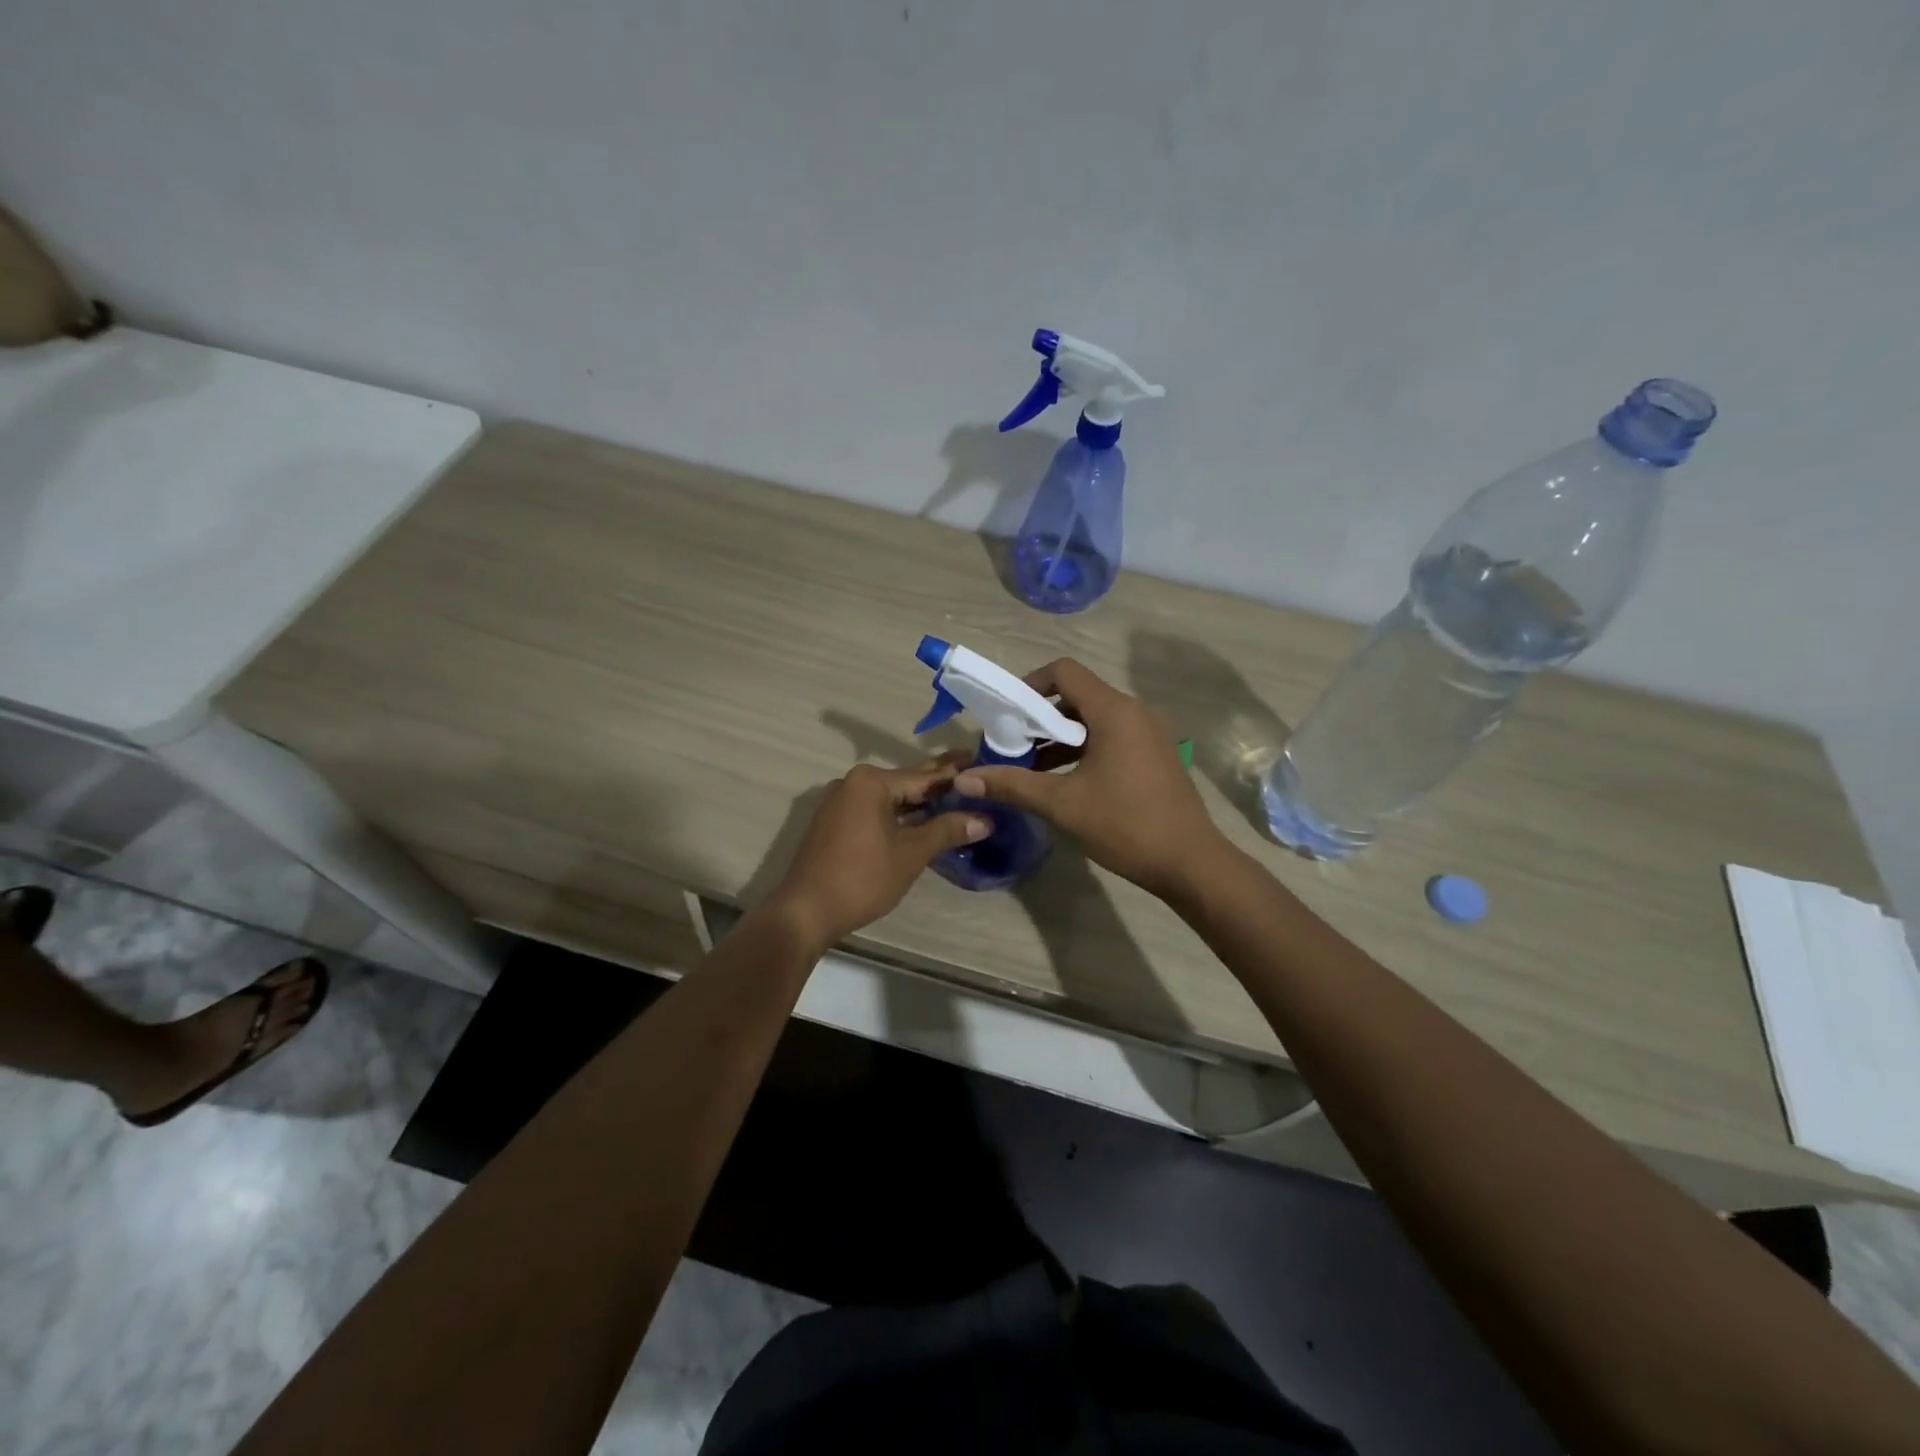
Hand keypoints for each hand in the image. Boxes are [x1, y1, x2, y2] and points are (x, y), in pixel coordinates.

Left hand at [762, 762, 988, 952]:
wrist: (806, 911)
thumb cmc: (862, 878)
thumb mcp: (910, 854)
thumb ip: (946, 830)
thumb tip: (985, 819)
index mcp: (872, 782)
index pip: (924, 776)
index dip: (956, 774)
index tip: (982, 761)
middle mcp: (853, 783)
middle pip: (906, 783)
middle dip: (939, 783)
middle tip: (975, 775)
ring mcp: (841, 802)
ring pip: (891, 798)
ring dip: (920, 802)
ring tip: (956, 799)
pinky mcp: (835, 823)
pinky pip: (875, 810)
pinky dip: (900, 814)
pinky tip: (922, 820)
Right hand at [954, 658, 1226, 901]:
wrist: (1190, 862)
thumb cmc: (1125, 825)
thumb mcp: (1062, 804)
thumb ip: (1012, 785)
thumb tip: (963, 780)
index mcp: (1114, 711)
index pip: (1065, 672)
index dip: (1030, 685)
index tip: (1007, 714)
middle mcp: (1135, 711)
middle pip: (1078, 695)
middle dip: (1041, 716)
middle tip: (1012, 744)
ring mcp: (1150, 732)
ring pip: (1095, 719)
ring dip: (1061, 736)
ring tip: (1031, 766)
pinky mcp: (1156, 753)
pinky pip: (1113, 736)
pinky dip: (1084, 748)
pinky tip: (1064, 779)